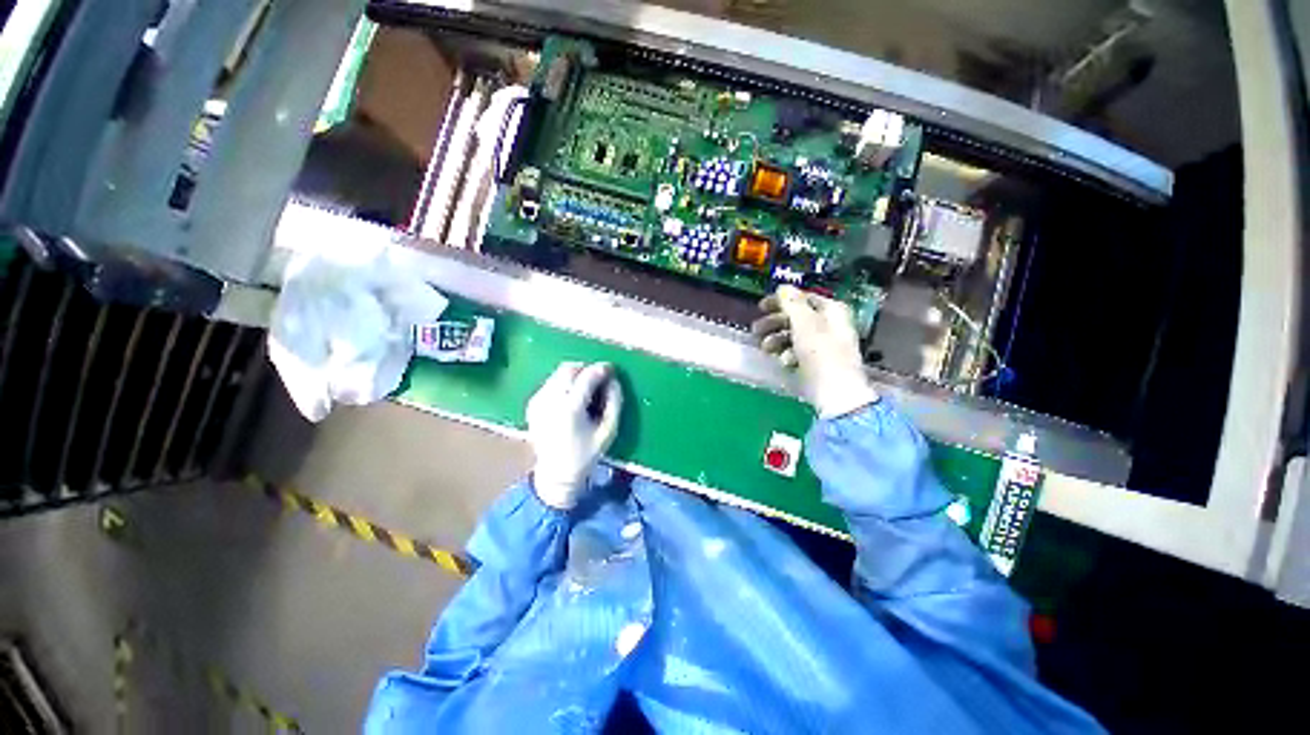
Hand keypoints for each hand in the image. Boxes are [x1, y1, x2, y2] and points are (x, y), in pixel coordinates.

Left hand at [526, 362, 622, 508]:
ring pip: (558, 374)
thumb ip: (614, 403)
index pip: (586, 376)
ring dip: (575, 375)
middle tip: (598, 379)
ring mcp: (538, 402)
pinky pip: (550, 383)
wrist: (555, 475)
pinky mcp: (532, 404)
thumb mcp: (608, 431)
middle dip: (586, 368)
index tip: (611, 370)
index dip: (601, 369)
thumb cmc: (586, 454)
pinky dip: (563, 383)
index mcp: (570, 408)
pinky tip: (570, 399)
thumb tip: (613, 380)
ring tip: (585, 390)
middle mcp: (551, 401)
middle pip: (568, 368)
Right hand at [751, 285, 877, 417]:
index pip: (803, 298)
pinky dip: (788, 355)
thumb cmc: (821, 354)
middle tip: (756, 330)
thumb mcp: (805, 323)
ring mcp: (824, 345)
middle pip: (797, 317)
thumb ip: (792, 303)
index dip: (782, 301)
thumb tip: (783, 287)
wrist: (835, 394)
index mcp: (832, 311)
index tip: (761, 306)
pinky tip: (784, 362)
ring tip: (766, 349)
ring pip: (794, 336)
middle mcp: (830, 325)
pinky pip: (798, 353)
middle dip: (775, 323)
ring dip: (777, 340)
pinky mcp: (817, 363)